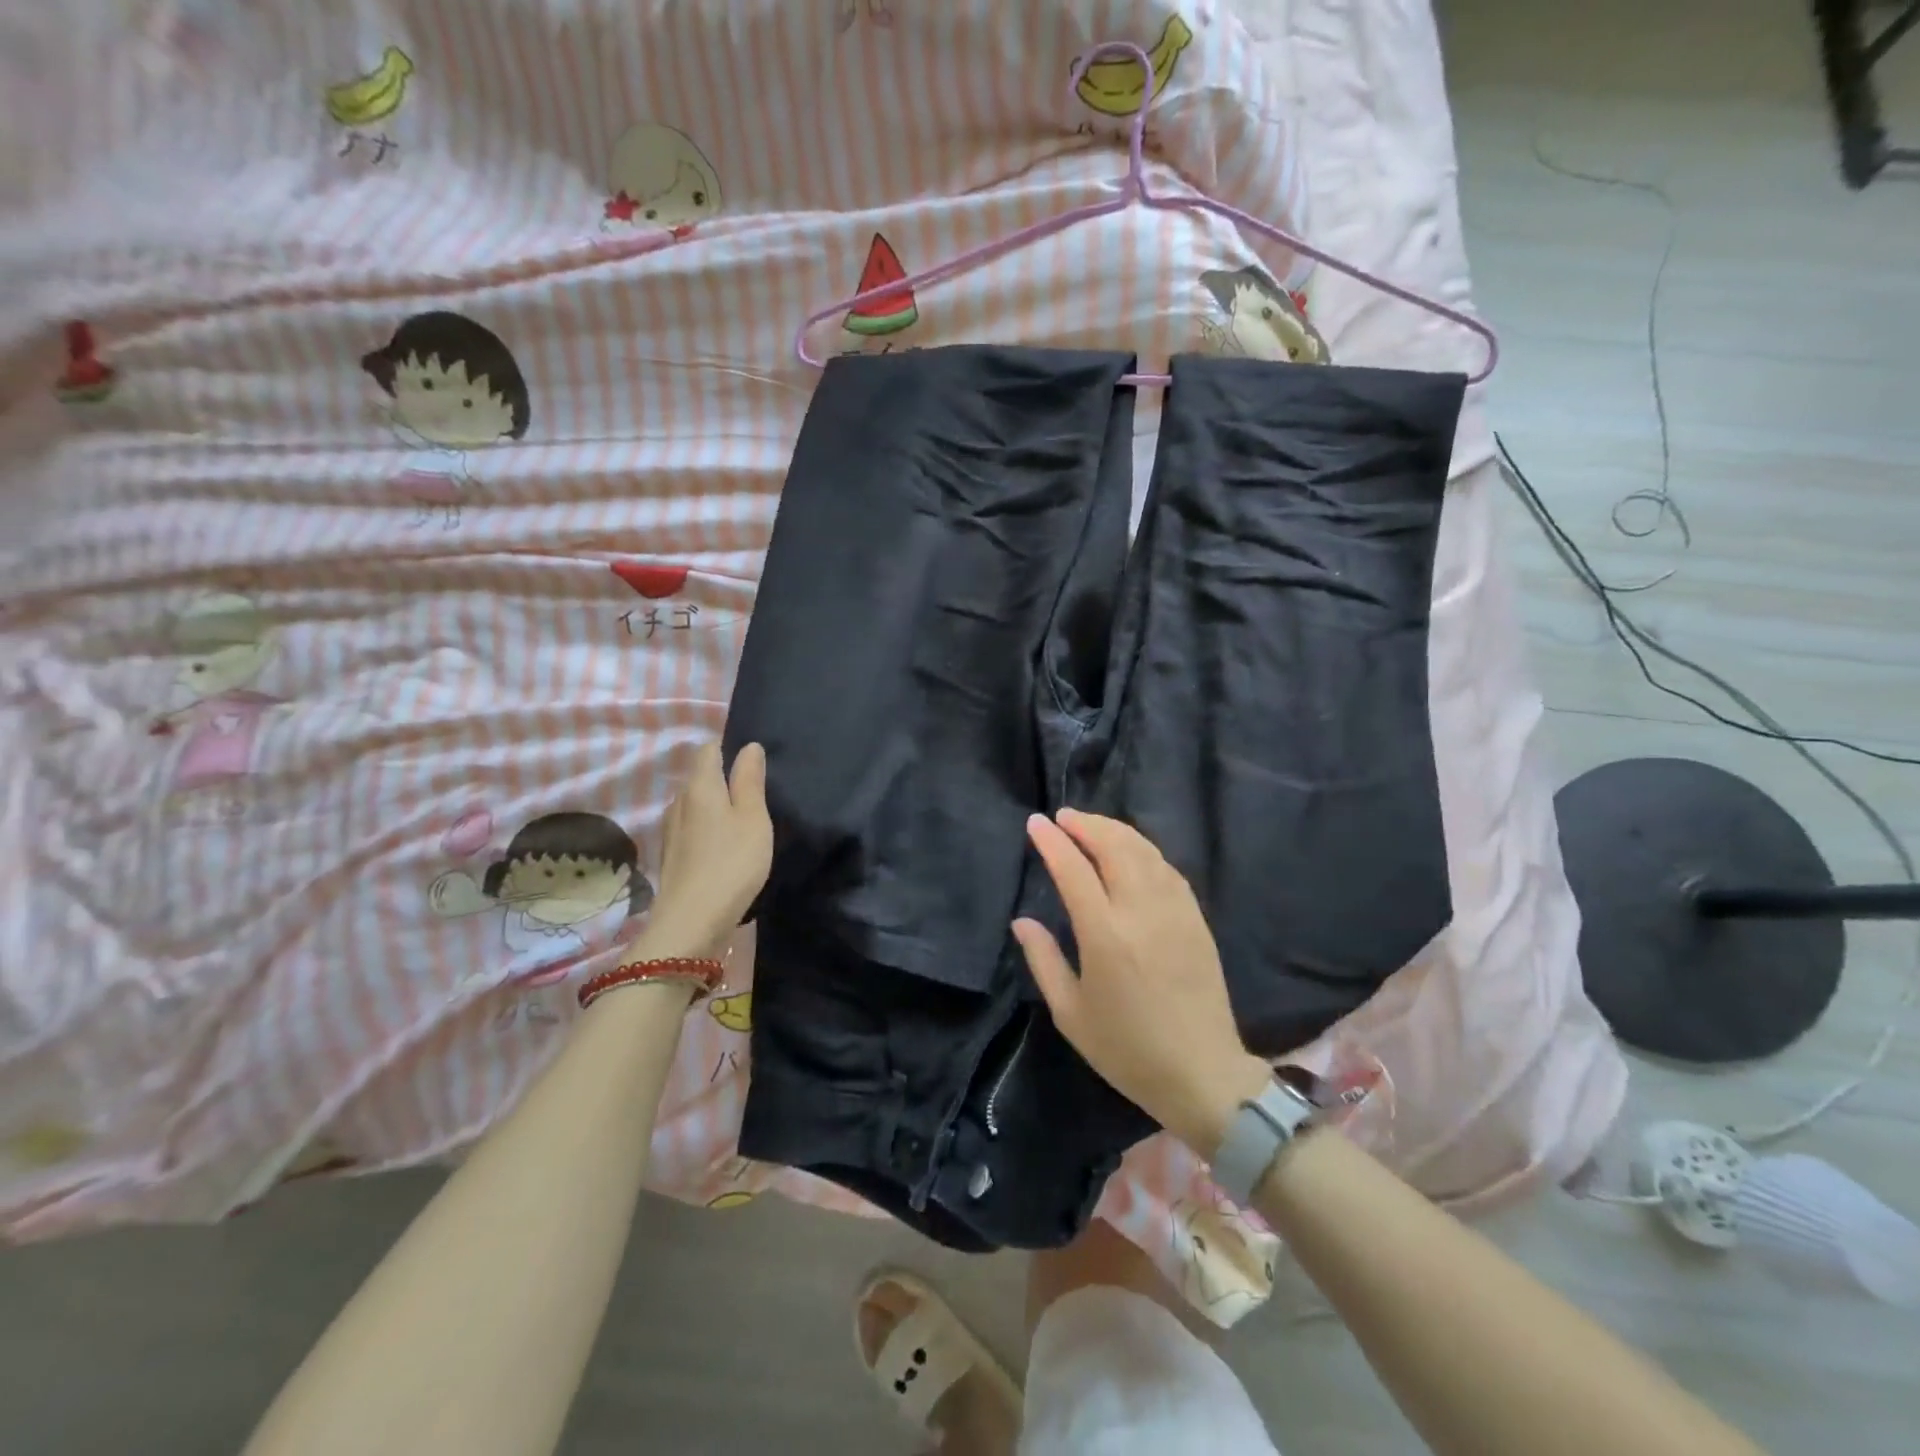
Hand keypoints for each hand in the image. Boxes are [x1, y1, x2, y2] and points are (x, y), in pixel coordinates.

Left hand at [639, 741, 772, 956]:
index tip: (752, 764)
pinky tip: (723, 849)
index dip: (728, 749)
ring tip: (741, 822)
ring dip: (715, 808)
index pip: (708, 749)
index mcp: (700, 786)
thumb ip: (750, 780)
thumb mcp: (753, 817)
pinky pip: (691, 829)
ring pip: (694, 806)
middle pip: (700, 778)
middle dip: (723, 779)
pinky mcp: (671, 856)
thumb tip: (749, 746)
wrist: (692, 921)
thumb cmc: (732, 862)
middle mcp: (678, 802)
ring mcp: (670, 830)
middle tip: (754, 794)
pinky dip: (707, 831)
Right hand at [1012, 810, 1270, 1155]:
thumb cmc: (1127, 1050)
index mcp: (1105, 935)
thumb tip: (1022, 921)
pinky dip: (1144, 850)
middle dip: (1086, 824)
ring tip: (1092, 825)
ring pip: (1145, 851)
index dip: (1053, 842)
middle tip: (1064, 817)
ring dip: (1116, 830)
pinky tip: (1132, 851)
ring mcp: (1175, 912)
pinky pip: (1167, 869)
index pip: (1074, 870)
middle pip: (1114, 847)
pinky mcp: (1196, 919)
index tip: (1036, 823)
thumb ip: (1043, 960)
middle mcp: (1141, 912)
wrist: (1202, 1074)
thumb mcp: (1070, 1013)